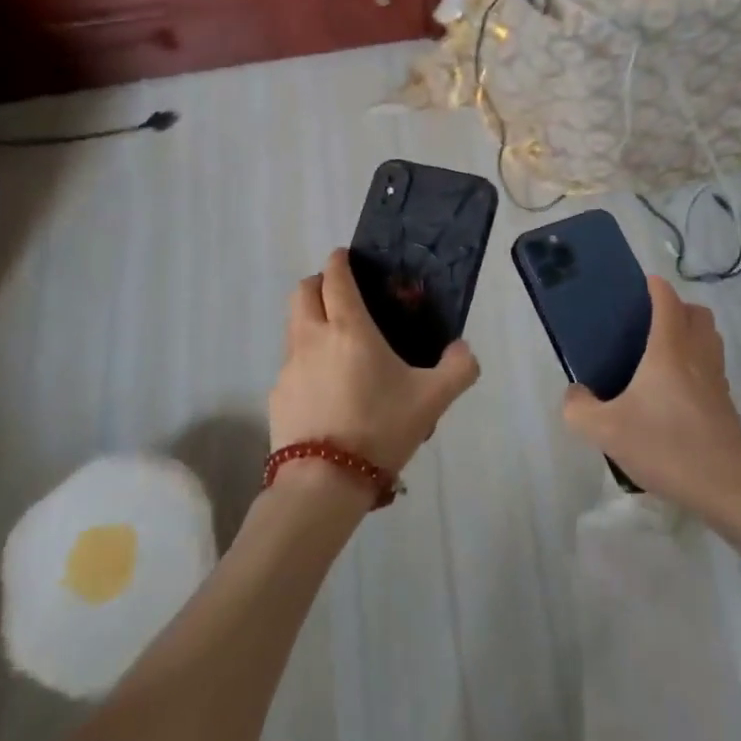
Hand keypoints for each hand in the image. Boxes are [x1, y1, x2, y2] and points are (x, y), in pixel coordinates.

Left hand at [269, 249, 480, 479]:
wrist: (324, 483)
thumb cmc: (380, 428)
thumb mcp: (433, 399)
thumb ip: (458, 368)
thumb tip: (463, 349)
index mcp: (349, 328)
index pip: (335, 277)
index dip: (339, 261)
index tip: (346, 257)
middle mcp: (312, 337)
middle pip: (303, 291)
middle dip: (319, 282)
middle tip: (341, 293)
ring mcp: (289, 367)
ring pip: (293, 325)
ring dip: (310, 318)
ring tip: (336, 341)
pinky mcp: (277, 395)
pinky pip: (290, 362)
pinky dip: (305, 359)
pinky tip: (326, 386)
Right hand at [561, 277, 740, 550]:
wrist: (729, 487)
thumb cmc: (667, 446)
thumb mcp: (607, 431)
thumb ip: (579, 409)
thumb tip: (574, 394)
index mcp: (669, 348)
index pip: (667, 300)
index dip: (653, 287)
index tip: (636, 287)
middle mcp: (697, 354)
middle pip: (697, 313)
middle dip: (676, 308)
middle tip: (646, 324)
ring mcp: (716, 379)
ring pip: (709, 339)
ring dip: (690, 335)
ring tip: (659, 355)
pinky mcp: (725, 404)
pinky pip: (712, 367)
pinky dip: (696, 365)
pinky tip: (673, 392)